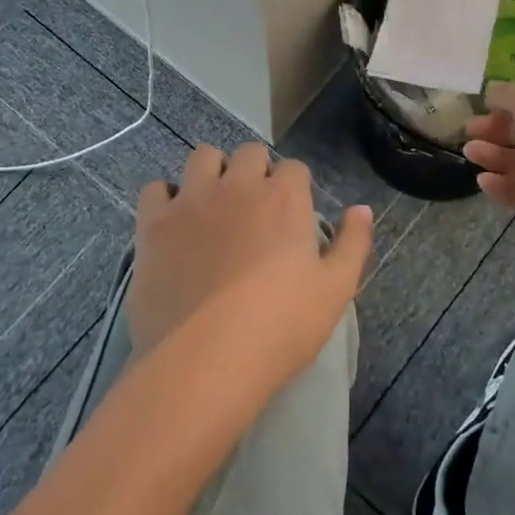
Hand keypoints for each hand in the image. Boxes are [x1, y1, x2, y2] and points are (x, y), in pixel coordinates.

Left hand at [129, 142, 372, 400]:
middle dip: (256, 171)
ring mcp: (191, 201)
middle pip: (249, 153)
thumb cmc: (281, 328)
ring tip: (214, 204)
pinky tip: (174, 221)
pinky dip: (166, 197)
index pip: (294, 167)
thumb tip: (361, 209)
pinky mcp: (153, 224)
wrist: (205, 361)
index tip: (293, 214)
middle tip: (256, 208)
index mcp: (284, 198)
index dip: (295, 187)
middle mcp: (237, 186)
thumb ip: (353, 243)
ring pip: (202, 157)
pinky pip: (155, 188)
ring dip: (213, 172)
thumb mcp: (335, 291)